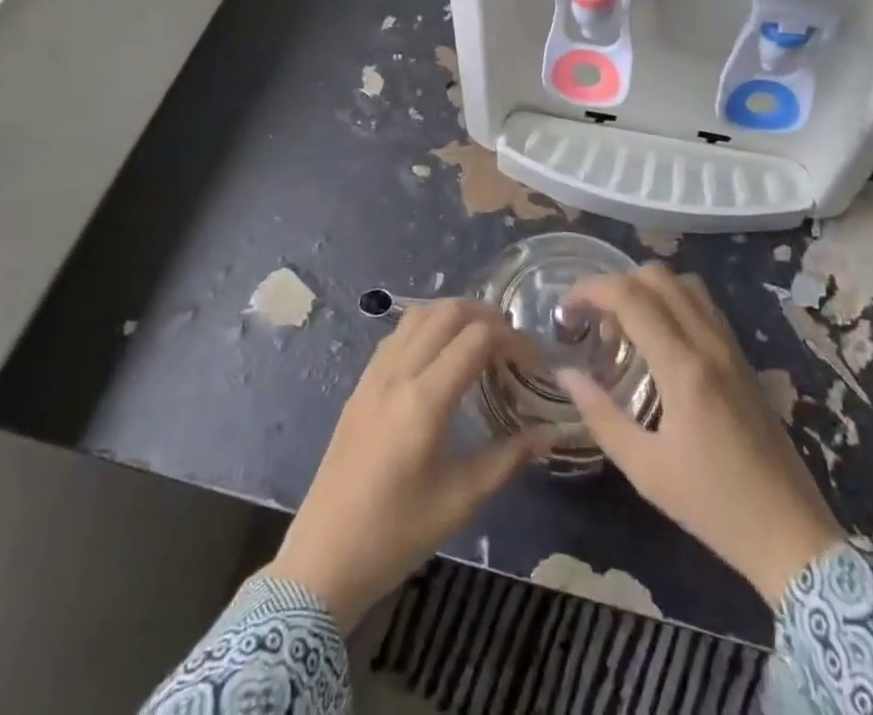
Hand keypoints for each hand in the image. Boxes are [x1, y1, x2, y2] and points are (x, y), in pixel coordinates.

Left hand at [266, 299, 551, 631]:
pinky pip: (397, 336)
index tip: (533, 359)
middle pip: (446, 313)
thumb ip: (508, 458)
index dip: (511, 338)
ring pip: (417, 316)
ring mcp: (374, 376)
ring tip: (479, 339)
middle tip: (511, 341)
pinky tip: (439, 355)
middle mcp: (398, 374)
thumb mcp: (461, 500)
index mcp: (425, 399)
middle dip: (485, 315)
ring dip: (453, 315)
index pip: (476, 338)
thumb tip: (549, 433)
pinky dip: (426, 327)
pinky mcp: (360, 386)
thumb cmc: (396, 534)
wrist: (323, 559)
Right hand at [557, 266, 843, 606]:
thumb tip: (565, 374)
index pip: (630, 296)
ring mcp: (730, 346)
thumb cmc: (713, 507)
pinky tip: (658, 336)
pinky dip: (672, 300)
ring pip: (684, 283)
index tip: (565, 308)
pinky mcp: (742, 357)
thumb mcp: (646, 470)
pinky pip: (703, 304)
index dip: (590, 289)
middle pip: (657, 276)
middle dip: (615, 283)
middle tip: (592, 318)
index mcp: (683, 368)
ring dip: (646, 287)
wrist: (790, 533)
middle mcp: (709, 343)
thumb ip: (601, 415)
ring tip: (624, 324)